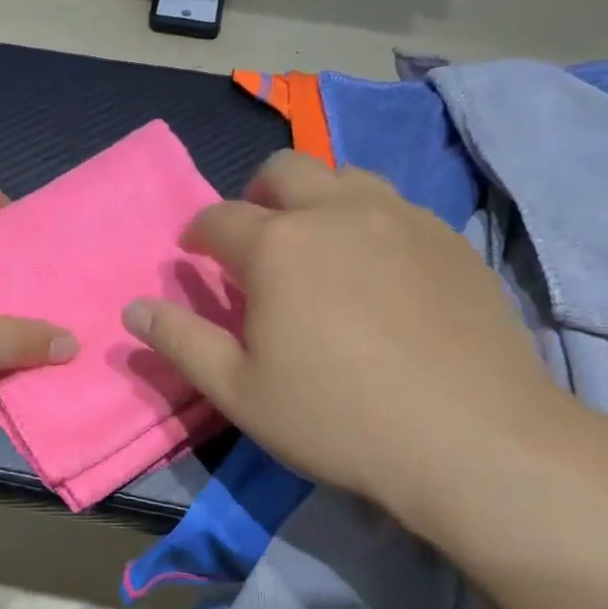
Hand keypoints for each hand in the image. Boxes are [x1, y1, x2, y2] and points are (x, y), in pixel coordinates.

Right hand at [122, 151, 582, 533]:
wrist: (474, 439)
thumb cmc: (339, 418)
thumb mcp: (240, 392)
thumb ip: (181, 341)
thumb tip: (133, 308)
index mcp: (277, 245)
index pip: (219, 218)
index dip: (198, 234)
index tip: (195, 255)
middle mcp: (337, 212)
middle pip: (284, 170)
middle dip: (256, 195)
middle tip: (256, 239)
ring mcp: (401, 217)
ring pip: (346, 176)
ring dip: (317, 198)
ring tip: (318, 246)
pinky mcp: (449, 238)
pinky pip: (396, 206)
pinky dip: (368, 220)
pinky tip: (380, 270)